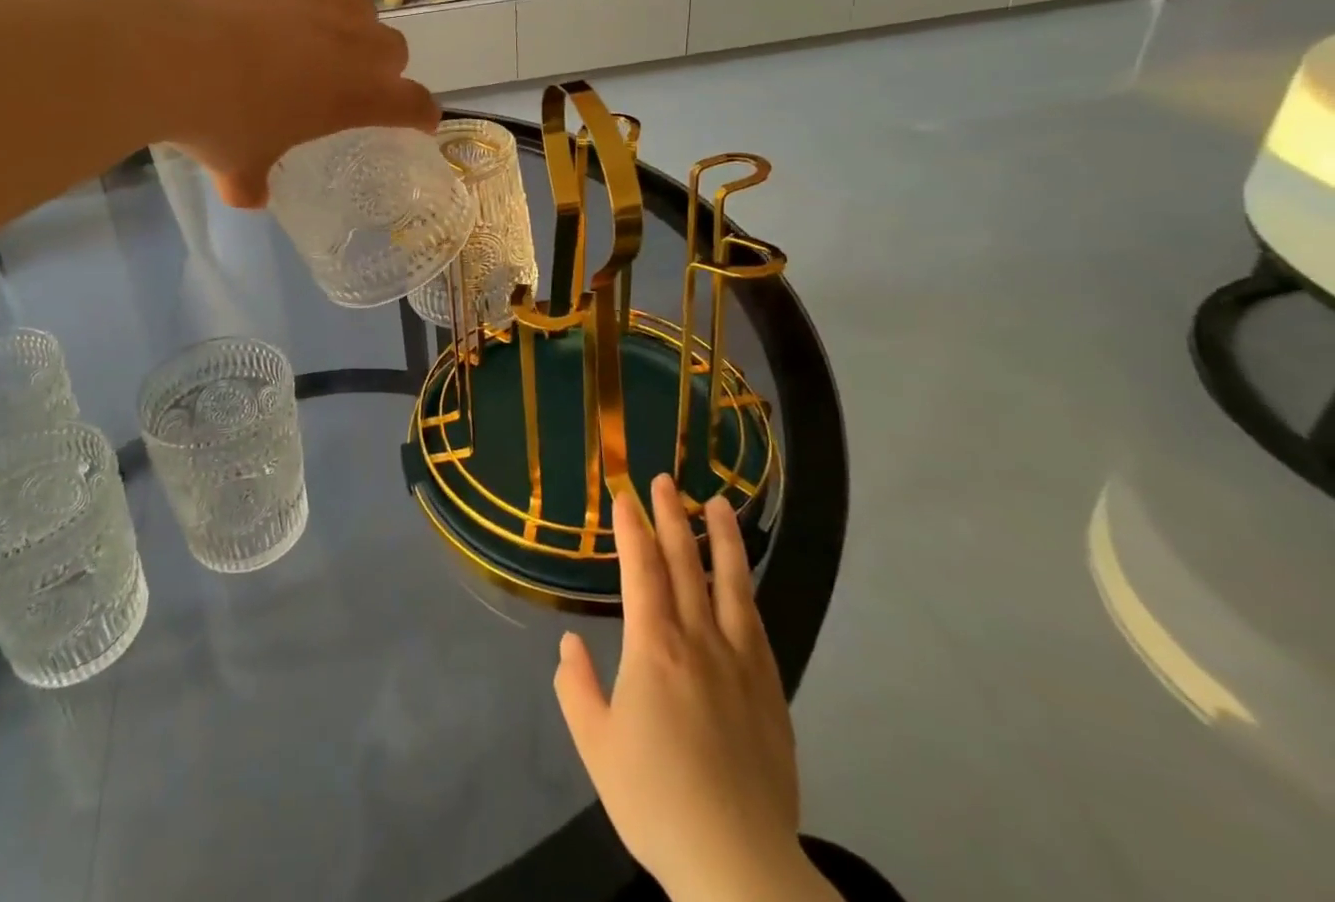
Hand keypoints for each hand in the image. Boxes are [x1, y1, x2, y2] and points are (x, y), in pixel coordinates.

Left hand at [140, 0, 438, 206]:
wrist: (160, 50)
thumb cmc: (215, 121)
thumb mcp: (236, 166)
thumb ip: (251, 183)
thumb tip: (250, 196)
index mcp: (350, 94)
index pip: (411, 102)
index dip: (422, 113)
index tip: (422, 121)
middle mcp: (343, 42)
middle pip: (394, 47)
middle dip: (387, 68)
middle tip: (359, 84)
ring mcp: (308, 0)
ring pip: (357, 7)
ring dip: (352, 29)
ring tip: (319, 45)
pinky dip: (295, 8)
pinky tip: (258, 21)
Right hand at [554, 475, 832, 901]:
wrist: (739, 866)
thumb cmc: (656, 800)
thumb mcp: (596, 746)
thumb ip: (577, 687)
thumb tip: (571, 643)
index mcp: (654, 647)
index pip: (641, 569)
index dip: (631, 527)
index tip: (624, 495)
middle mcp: (699, 641)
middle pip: (685, 564)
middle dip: (671, 517)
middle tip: (664, 480)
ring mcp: (741, 664)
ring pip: (731, 584)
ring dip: (722, 539)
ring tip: (719, 504)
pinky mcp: (771, 691)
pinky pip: (756, 625)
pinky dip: (746, 590)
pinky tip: (743, 580)